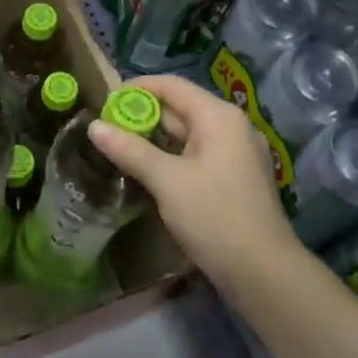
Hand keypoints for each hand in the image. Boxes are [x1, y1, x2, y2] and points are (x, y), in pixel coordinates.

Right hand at [87, 75, 296, 284]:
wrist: (263, 272)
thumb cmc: (213, 216)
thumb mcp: (166, 180)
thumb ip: (130, 149)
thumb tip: (94, 126)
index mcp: (218, 116)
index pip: (171, 85)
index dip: (136, 89)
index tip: (104, 104)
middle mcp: (231, 126)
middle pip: (180, 107)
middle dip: (142, 115)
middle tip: (106, 130)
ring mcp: (236, 152)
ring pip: (187, 133)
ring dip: (154, 138)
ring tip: (119, 149)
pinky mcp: (235, 176)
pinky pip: (197, 154)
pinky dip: (171, 156)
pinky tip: (148, 171)